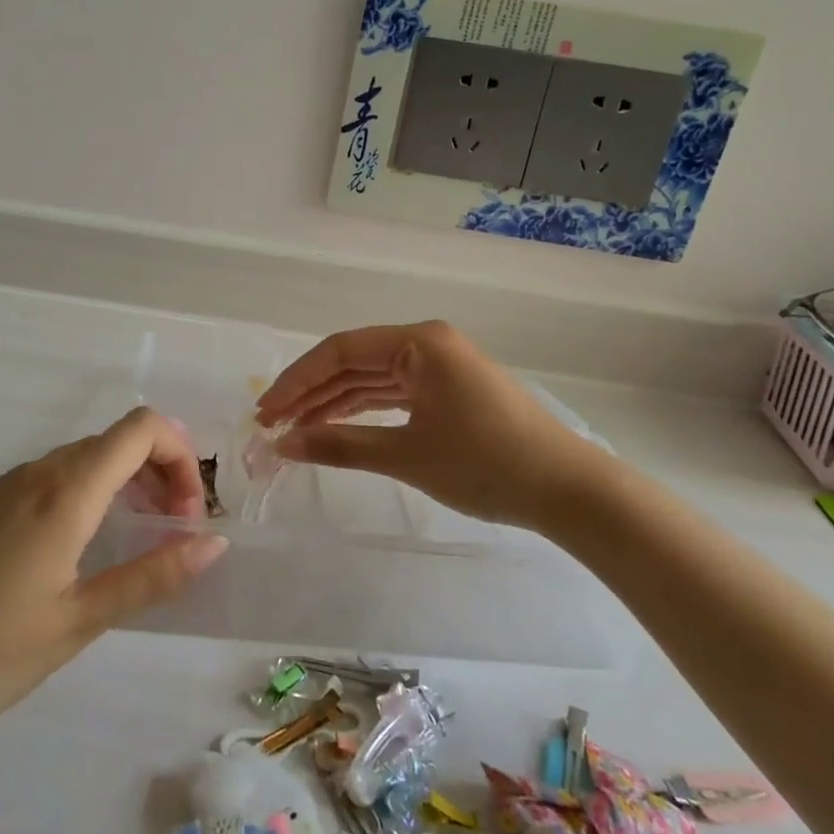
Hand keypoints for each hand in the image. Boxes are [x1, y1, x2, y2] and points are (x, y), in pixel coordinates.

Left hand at [0, 408, 225, 742]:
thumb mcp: (76, 622)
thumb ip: (151, 577)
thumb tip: (214, 542)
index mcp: (67, 491)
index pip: (143, 428)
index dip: (180, 456)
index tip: (187, 515)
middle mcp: (40, 472)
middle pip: (119, 439)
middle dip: (161, 473)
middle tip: (173, 533)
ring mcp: (9, 485)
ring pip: (88, 458)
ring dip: (128, 483)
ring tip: (139, 541)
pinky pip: (58, 477)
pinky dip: (93, 494)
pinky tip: (87, 548)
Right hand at [254, 320, 616, 531]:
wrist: (567, 491)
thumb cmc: (485, 464)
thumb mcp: (407, 455)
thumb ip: (340, 445)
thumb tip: (283, 444)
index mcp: (418, 342)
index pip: (340, 351)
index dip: (297, 380)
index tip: (265, 411)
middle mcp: (427, 343)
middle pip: (354, 362)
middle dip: (311, 392)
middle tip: (271, 424)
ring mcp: (440, 366)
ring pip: (372, 379)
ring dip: (334, 402)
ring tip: (295, 429)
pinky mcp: (449, 390)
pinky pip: (394, 393)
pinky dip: (364, 411)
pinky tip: (336, 426)